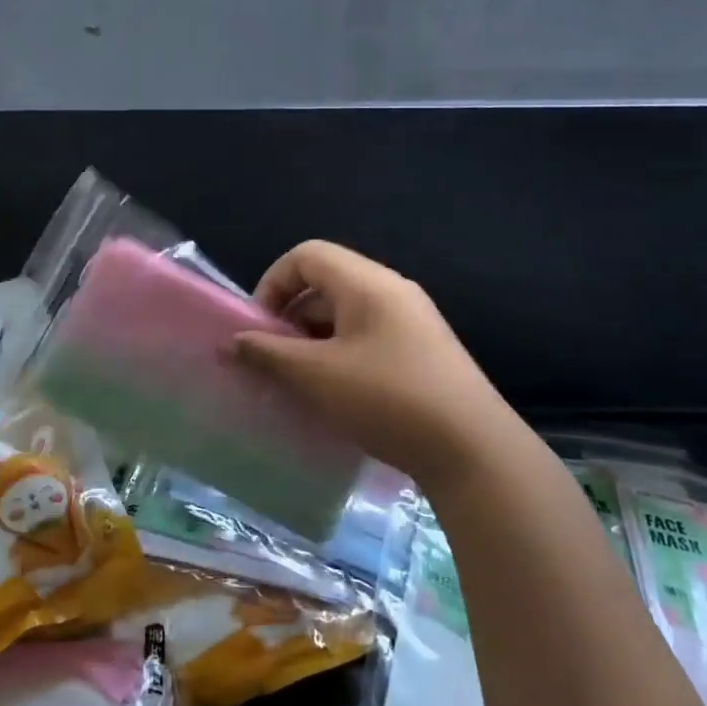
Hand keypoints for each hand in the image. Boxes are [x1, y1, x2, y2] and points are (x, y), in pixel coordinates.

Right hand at [230, 240, 506, 482]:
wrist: (474, 450)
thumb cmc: (387, 399)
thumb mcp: (316, 376)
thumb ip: (268, 354)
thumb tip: (232, 342)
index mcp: (367, 283)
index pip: (306, 255)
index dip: (273, 283)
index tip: (260, 327)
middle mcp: (392, 290)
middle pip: (326, 282)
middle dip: (291, 315)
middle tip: (275, 358)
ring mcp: (413, 320)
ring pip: (347, 312)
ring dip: (314, 338)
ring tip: (302, 380)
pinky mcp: (424, 350)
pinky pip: (369, 335)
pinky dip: (341, 352)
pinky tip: (337, 393)